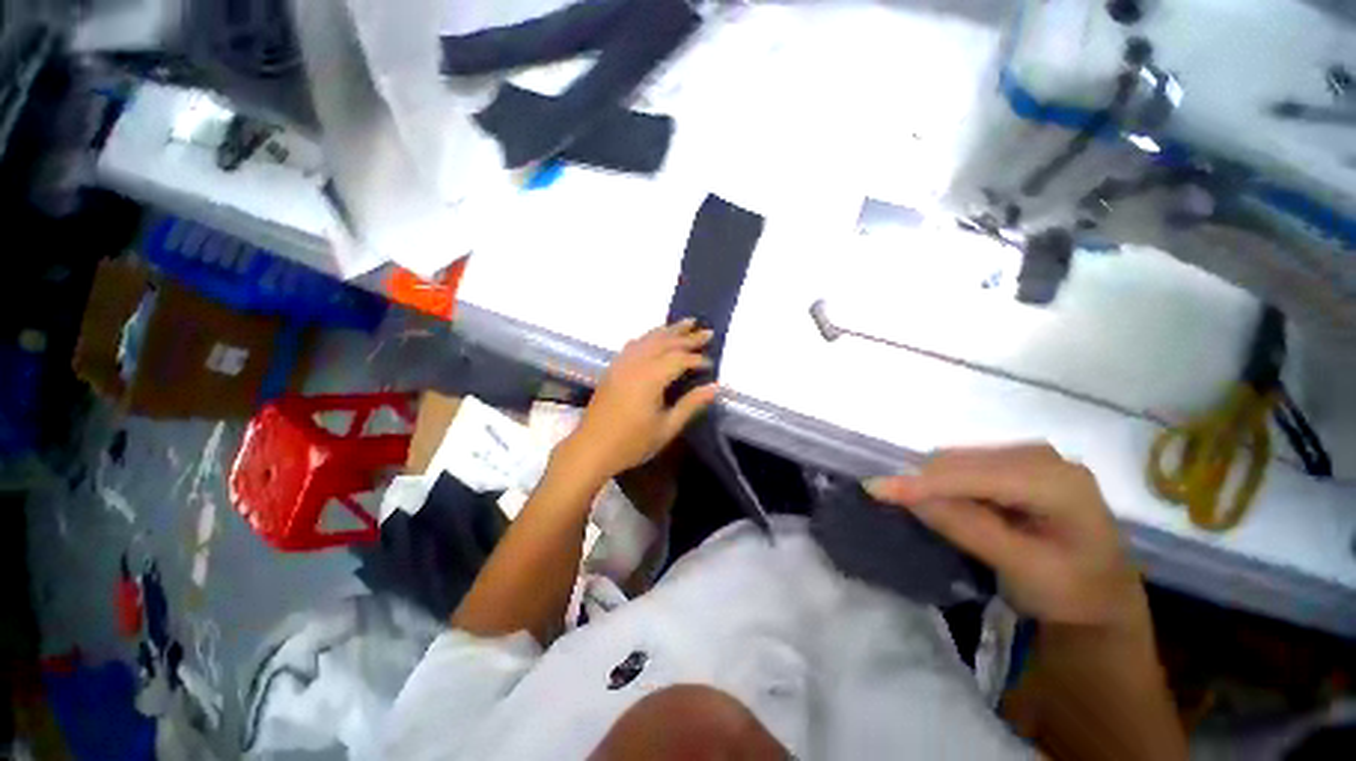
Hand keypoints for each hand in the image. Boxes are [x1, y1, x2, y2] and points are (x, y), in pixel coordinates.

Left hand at [560, 320, 719, 480]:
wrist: (591, 448)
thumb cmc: (631, 443)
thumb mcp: (666, 428)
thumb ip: (690, 405)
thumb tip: (714, 388)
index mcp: (650, 378)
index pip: (679, 359)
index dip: (697, 359)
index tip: (711, 363)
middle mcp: (635, 364)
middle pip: (665, 342)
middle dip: (687, 336)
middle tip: (707, 331)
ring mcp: (621, 364)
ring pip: (648, 339)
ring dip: (668, 330)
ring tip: (685, 323)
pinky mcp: (613, 368)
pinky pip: (634, 344)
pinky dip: (649, 337)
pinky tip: (654, 337)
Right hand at [867, 444, 1146, 630]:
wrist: (1102, 598)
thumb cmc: (1070, 592)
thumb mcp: (1021, 568)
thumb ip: (967, 527)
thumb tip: (910, 497)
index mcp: (1058, 482)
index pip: (975, 475)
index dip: (923, 483)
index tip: (875, 488)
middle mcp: (1043, 455)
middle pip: (963, 461)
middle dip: (925, 483)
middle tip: (895, 506)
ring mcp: (1031, 455)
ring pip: (959, 460)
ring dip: (934, 483)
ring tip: (927, 511)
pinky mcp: (1019, 461)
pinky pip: (966, 466)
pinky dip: (948, 484)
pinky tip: (951, 504)